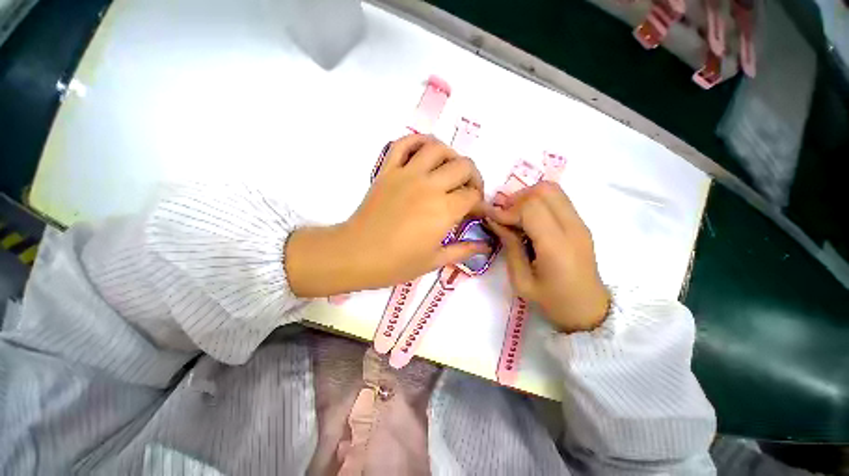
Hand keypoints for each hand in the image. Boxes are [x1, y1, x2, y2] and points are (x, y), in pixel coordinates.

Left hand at [286, 134, 487, 297]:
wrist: (357, 254)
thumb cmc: (397, 263)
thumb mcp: (434, 261)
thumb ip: (463, 251)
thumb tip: (485, 247)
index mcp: (444, 210)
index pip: (472, 196)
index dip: (480, 203)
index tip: (478, 212)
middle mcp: (429, 186)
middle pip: (463, 166)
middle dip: (473, 178)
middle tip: (469, 191)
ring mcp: (406, 174)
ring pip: (437, 148)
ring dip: (451, 156)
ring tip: (450, 170)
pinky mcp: (387, 171)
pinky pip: (402, 144)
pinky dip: (416, 142)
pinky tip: (424, 153)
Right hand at [485, 182, 610, 332]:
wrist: (588, 310)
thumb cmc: (551, 300)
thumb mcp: (521, 280)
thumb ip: (509, 246)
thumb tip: (494, 220)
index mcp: (556, 246)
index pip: (531, 208)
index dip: (507, 210)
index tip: (492, 218)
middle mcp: (573, 228)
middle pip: (543, 191)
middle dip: (517, 199)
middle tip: (503, 215)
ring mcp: (580, 223)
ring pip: (552, 189)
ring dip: (528, 197)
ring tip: (515, 215)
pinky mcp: (581, 223)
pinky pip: (558, 199)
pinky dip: (538, 201)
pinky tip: (528, 219)